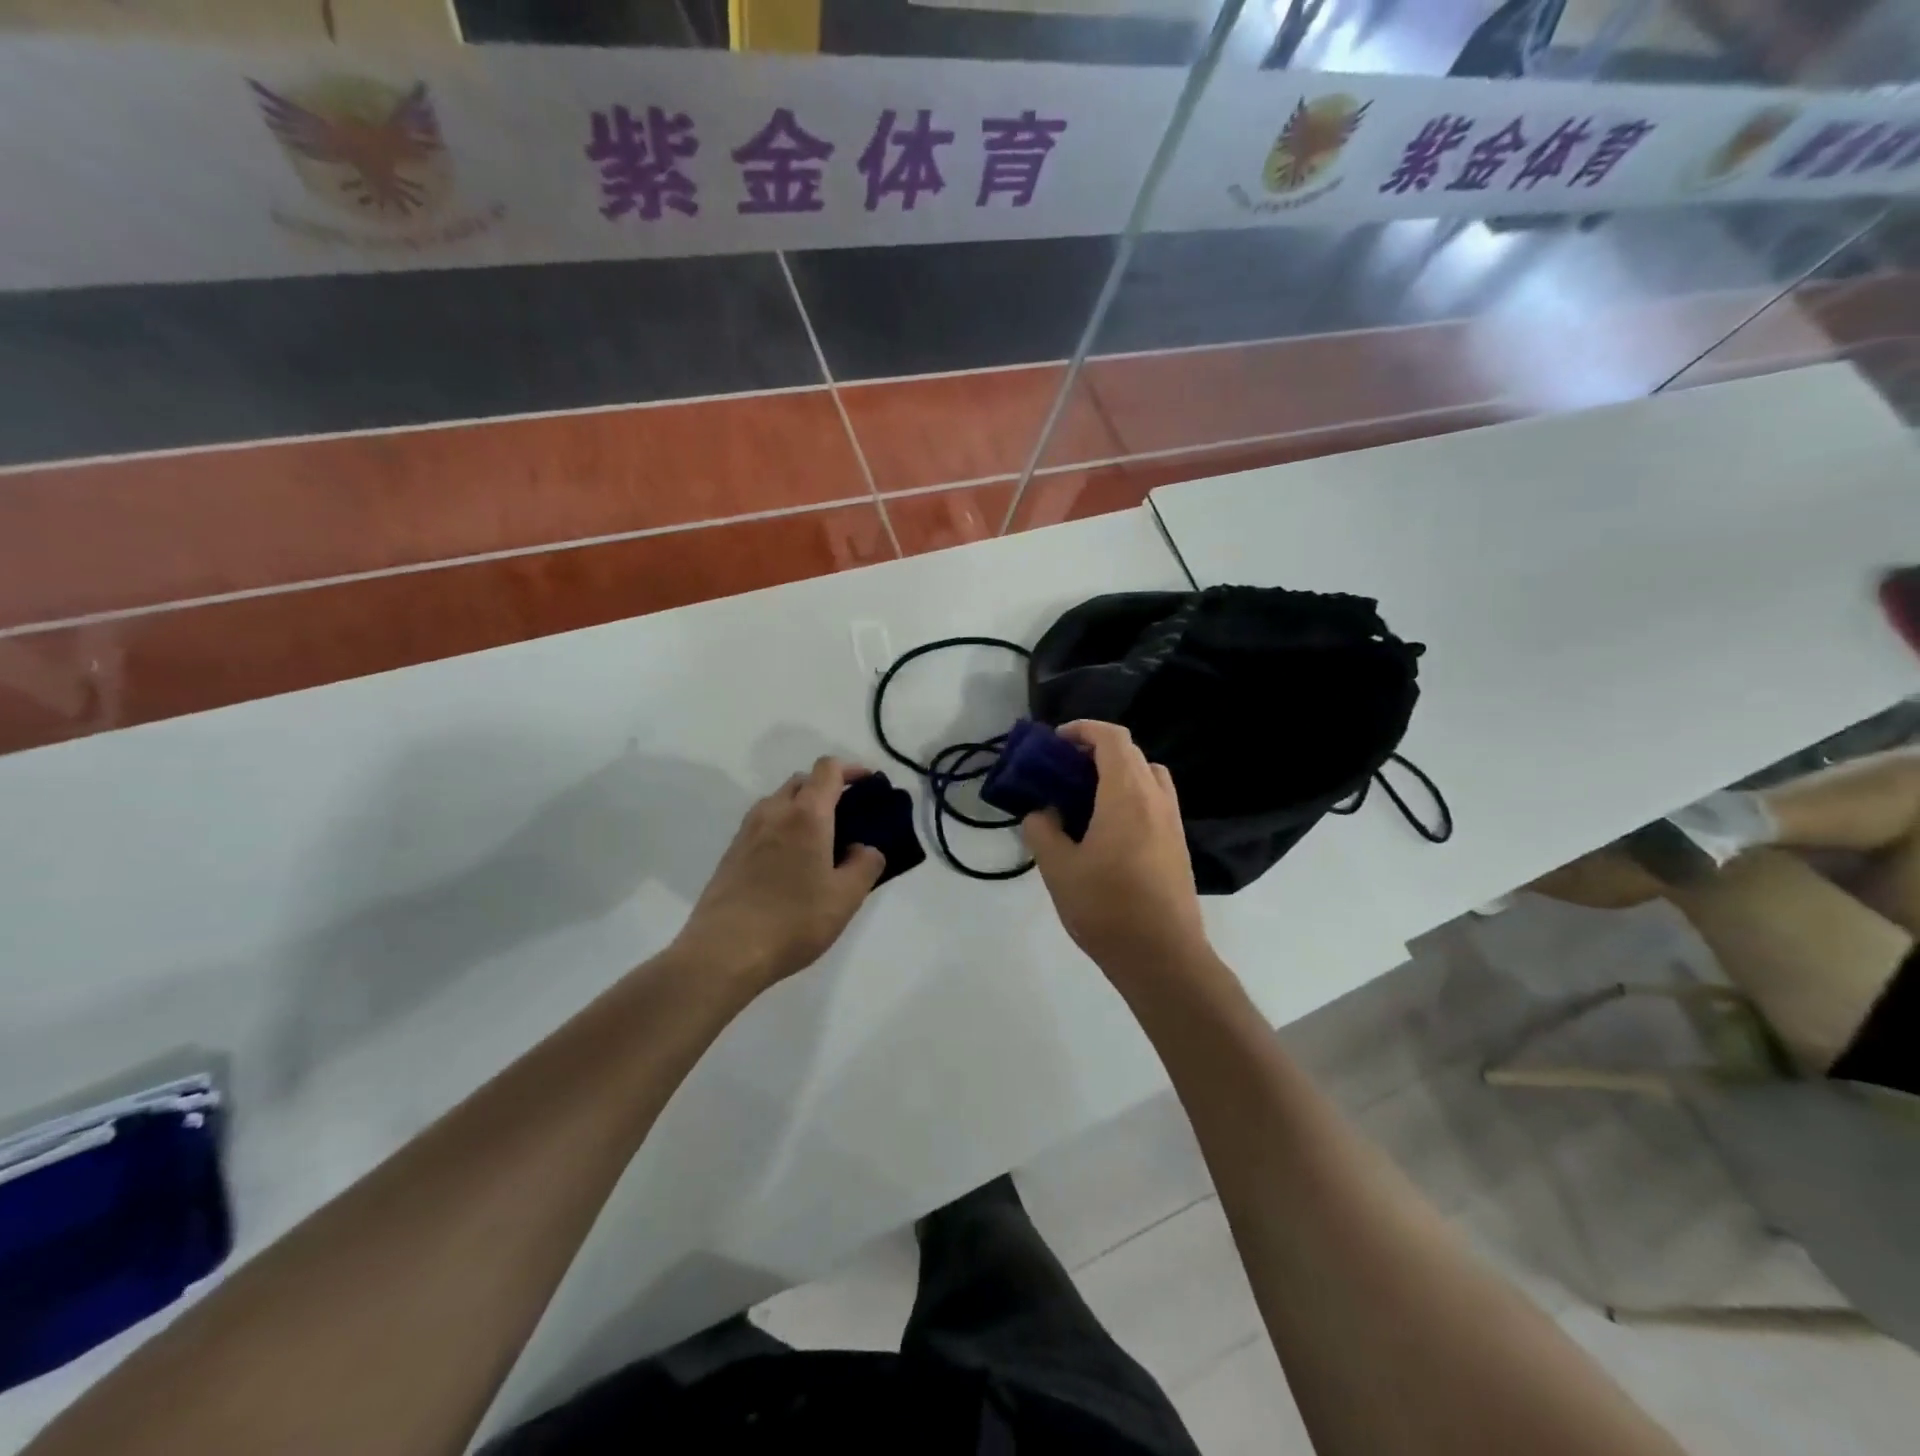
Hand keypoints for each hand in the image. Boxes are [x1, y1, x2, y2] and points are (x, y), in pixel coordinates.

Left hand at [669, 757, 885, 994]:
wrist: (723, 953)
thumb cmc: (793, 921)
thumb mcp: (845, 898)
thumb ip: (865, 865)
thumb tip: (865, 849)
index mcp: (806, 815)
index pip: (828, 769)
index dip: (851, 769)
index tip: (868, 784)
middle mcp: (774, 812)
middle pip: (802, 781)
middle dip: (826, 789)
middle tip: (848, 817)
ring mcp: (747, 831)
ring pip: (779, 802)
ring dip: (801, 808)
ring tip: (820, 842)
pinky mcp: (731, 853)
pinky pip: (763, 825)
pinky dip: (782, 828)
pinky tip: (791, 864)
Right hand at [1021, 721, 1212, 985]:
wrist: (1162, 956)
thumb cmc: (1106, 908)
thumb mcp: (1058, 869)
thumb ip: (1042, 831)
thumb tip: (1041, 813)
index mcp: (1127, 794)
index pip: (1111, 739)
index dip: (1083, 730)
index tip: (1055, 743)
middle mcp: (1155, 798)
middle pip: (1131, 753)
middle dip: (1096, 750)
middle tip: (1064, 771)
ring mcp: (1172, 821)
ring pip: (1147, 775)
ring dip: (1117, 773)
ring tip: (1086, 798)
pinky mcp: (1178, 843)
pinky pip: (1155, 800)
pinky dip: (1131, 795)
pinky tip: (1108, 829)